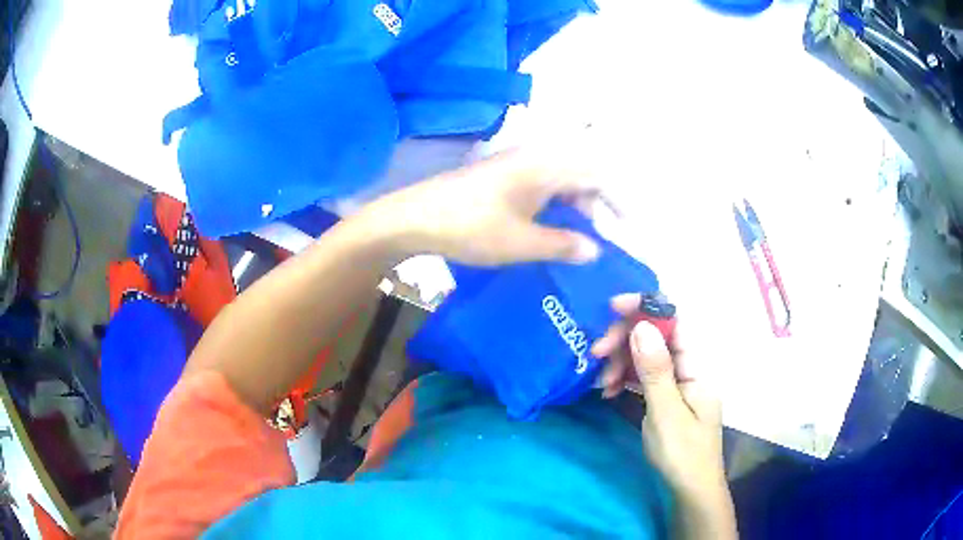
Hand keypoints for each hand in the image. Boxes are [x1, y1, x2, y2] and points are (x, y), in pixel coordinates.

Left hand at [366, 149, 600, 265]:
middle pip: (579, 175)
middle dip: (593, 207)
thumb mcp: (522, 243)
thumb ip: (563, 245)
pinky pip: (539, 187)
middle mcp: (533, 157)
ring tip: (572, 242)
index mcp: (545, 165)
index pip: (597, 173)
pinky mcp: (500, 176)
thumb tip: (595, 250)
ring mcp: (514, 165)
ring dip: (572, 209)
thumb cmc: (470, 227)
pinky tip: (546, 231)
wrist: (413, 217)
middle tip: (594, 242)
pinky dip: (551, 207)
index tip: (628, 227)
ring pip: (559, 182)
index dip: (618, 199)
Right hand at [591, 294, 732, 514]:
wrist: (690, 490)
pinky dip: (625, 379)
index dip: (647, 307)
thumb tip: (642, 325)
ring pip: (646, 357)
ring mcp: (677, 383)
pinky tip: (609, 391)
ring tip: (601, 383)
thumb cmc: (683, 454)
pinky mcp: (665, 398)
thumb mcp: (666, 413)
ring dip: (621, 362)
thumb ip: (655, 370)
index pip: (676, 322)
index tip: (614, 307)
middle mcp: (688, 369)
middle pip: (657, 337)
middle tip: (595, 353)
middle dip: (625, 340)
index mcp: (697, 368)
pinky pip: (643, 377)